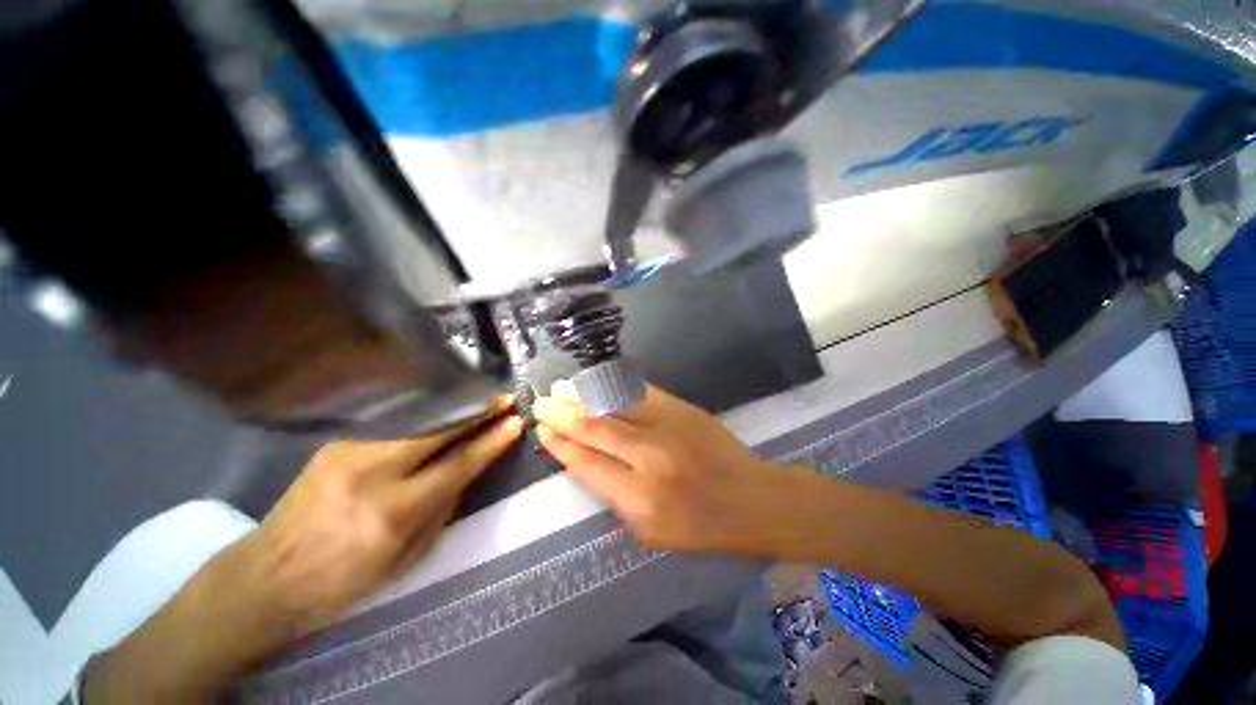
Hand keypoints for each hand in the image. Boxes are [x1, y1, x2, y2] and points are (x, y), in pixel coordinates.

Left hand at [84, 404, 521, 702]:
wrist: (268, 574)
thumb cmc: (345, 578)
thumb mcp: (408, 555)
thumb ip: (444, 505)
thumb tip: (471, 466)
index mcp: (394, 512)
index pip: (458, 464)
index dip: (491, 441)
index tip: (516, 422)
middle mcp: (373, 472)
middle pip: (439, 429)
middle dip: (478, 410)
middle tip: (505, 398)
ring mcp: (350, 450)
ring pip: (418, 417)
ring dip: (456, 405)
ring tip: (481, 396)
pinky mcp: (338, 441)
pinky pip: (396, 419)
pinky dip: (427, 410)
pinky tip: (443, 404)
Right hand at [533, 382, 787, 552]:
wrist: (752, 498)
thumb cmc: (700, 527)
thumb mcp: (649, 531)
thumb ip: (615, 497)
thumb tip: (587, 460)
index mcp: (638, 498)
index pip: (587, 463)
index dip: (562, 445)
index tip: (543, 431)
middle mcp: (649, 458)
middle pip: (596, 428)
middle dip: (564, 414)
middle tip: (542, 402)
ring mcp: (667, 427)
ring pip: (615, 404)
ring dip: (584, 394)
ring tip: (562, 387)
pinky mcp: (682, 408)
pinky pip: (640, 391)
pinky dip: (614, 385)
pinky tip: (597, 381)